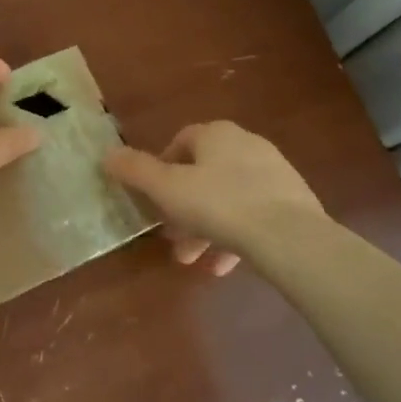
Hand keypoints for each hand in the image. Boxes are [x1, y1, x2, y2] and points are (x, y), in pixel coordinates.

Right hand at [104, 121, 322, 273]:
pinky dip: (235, 236)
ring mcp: (273, 172)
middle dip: (182, 208)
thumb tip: (107, 155)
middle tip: (171, 238)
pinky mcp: (292, 201)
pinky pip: (253, 214)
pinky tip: (224, 266)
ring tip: (194, 260)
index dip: (162, 167)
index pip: (181, 141)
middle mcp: (246, 144)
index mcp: (216, 134)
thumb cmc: (219, 205)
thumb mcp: (167, 189)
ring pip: (228, 197)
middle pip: (204, 174)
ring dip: (205, 227)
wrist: (290, 236)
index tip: (153, 198)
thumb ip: (136, 171)